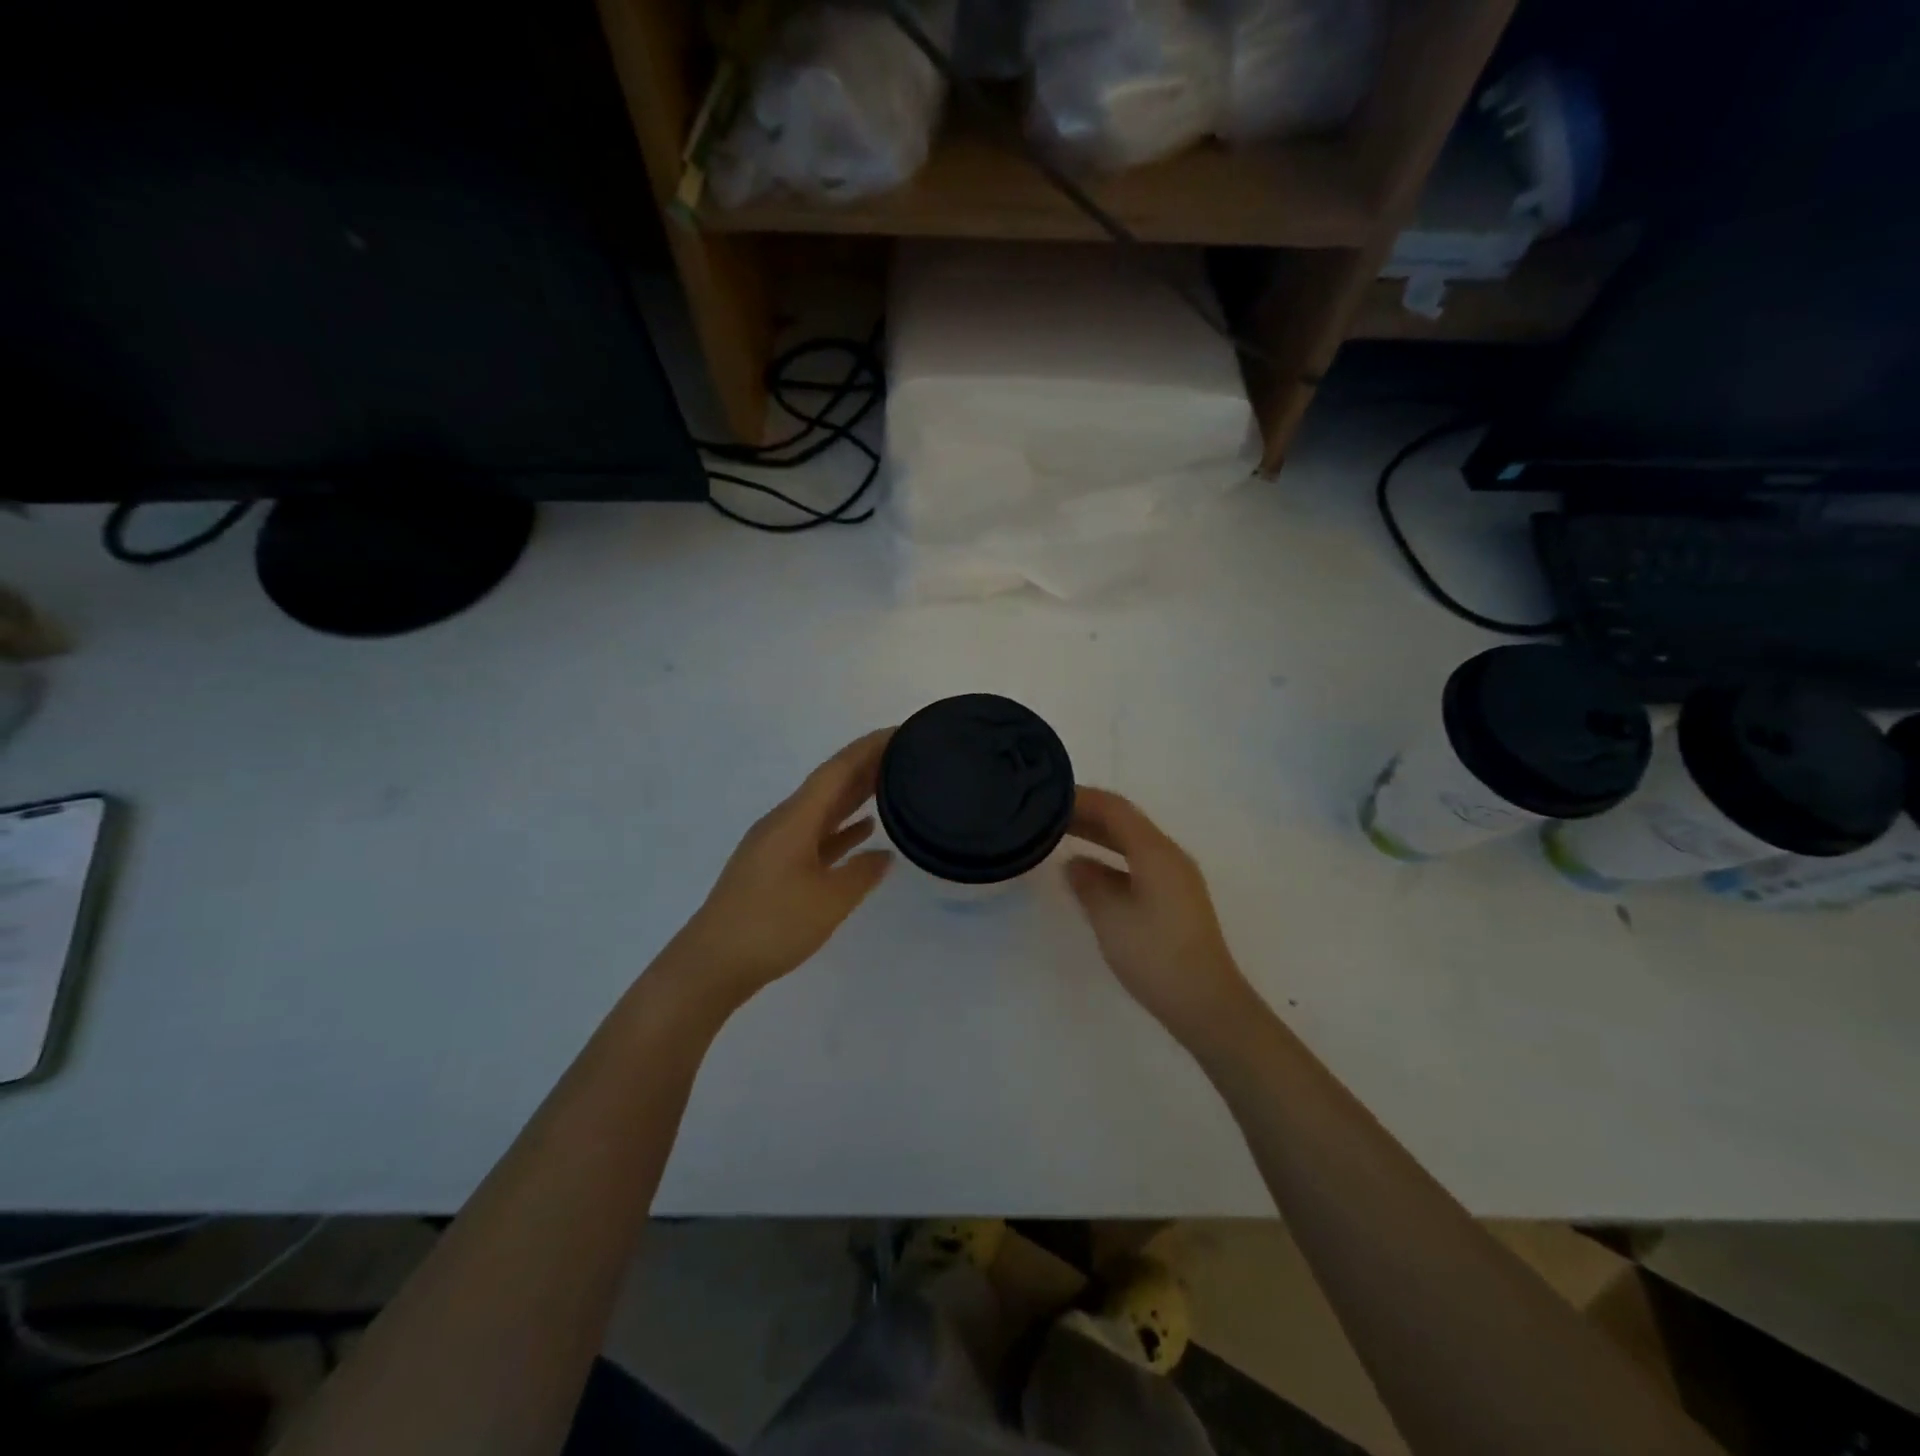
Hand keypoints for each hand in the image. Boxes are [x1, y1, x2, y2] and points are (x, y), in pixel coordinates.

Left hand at [674, 729, 895, 1007]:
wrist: (712, 964)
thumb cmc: (773, 926)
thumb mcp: (828, 901)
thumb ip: (861, 873)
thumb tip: (884, 855)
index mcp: (795, 819)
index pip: (837, 770)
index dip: (868, 748)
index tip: (900, 732)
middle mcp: (784, 822)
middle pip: (829, 784)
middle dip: (865, 766)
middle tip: (905, 754)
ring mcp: (776, 844)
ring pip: (823, 809)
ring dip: (854, 795)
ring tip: (891, 784)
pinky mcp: (773, 867)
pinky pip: (815, 835)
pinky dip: (840, 829)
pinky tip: (863, 833)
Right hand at [1066, 787, 1257, 1046]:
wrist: (1206, 1003)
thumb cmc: (1155, 955)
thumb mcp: (1110, 917)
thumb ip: (1088, 883)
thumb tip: (1074, 863)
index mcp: (1156, 852)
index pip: (1114, 808)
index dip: (1080, 798)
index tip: (1046, 797)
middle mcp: (1169, 856)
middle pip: (1124, 822)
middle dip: (1086, 814)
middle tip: (1046, 815)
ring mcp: (1175, 878)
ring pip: (1131, 843)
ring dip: (1097, 836)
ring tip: (1061, 836)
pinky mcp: (1175, 899)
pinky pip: (1137, 863)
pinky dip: (1110, 859)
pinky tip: (1089, 872)